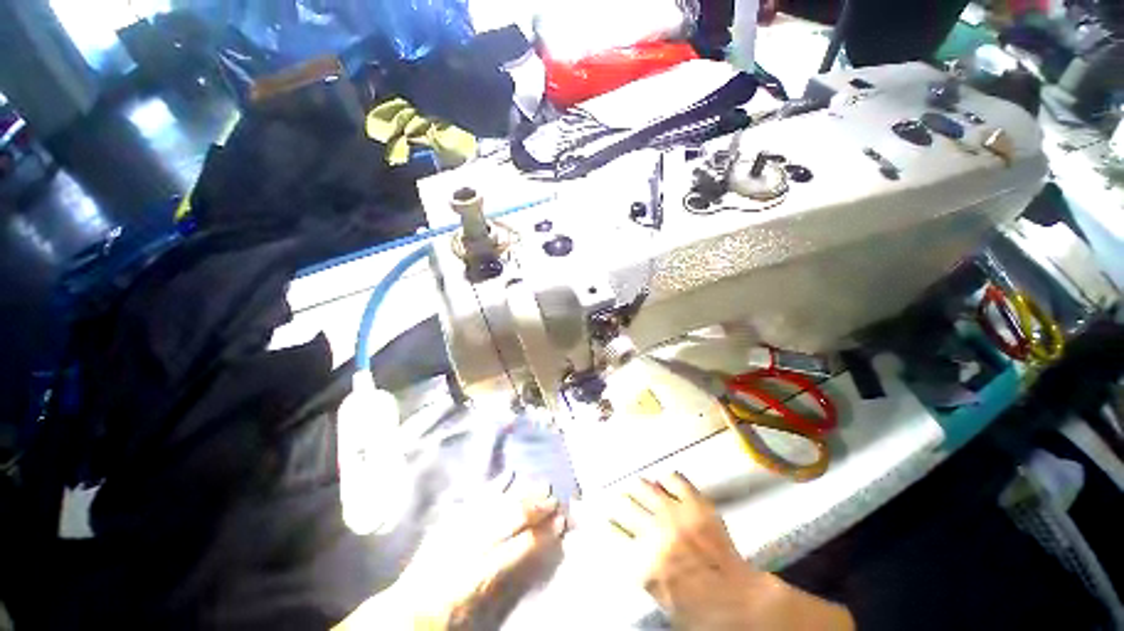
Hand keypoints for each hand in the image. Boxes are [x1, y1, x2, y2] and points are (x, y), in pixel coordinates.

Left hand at [337, 487, 565, 629]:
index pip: (522, 547)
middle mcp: (471, 544)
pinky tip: (508, 474)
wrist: (408, 611)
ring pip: (498, 502)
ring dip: (522, 493)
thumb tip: (538, 551)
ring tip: (541, 485)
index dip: (544, 534)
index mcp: (481, 572)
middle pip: (511, 517)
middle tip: (556, 499)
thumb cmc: (450, 618)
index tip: (562, 522)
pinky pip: (476, 498)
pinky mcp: (450, 521)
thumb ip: (512, 577)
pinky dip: (494, 486)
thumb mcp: (484, 609)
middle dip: (537, 507)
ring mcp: (459, 528)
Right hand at [607, 472, 852, 630]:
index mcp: (642, 558)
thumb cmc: (697, 608)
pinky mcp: (695, 502)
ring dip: (638, 486)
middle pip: (624, 506)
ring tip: (635, 484)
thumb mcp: (658, 595)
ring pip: (646, 487)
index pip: (611, 532)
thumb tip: (623, 548)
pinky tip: (666, 480)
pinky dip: (668, 478)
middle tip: (614, 498)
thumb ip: (638, 568)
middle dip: (616, 501)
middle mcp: (654, 530)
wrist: (737, 599)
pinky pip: (676, 479)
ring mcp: (675, 512)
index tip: (594, 513)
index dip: (600, 521)